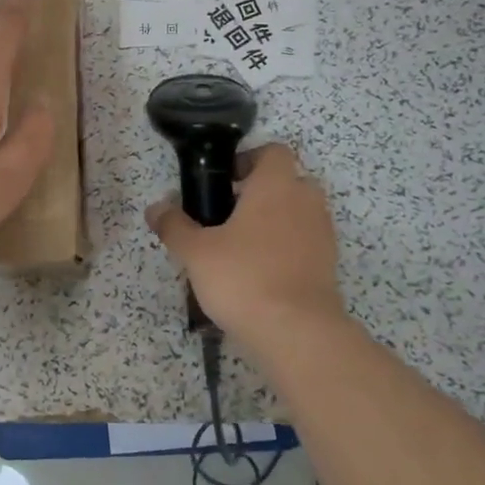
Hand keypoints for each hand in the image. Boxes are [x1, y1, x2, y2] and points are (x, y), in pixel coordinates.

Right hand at [145, 143, 347, 354]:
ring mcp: (322, 233)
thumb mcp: (196, 252)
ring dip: (275, 220)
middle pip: (288, 180)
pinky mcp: (328, 265)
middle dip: (261, 191)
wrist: (298, 332)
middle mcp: (305, 201)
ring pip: (298, 212)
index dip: (248, 160)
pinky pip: (306, 242)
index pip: (272, 151)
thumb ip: (174, 225)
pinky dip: (287, 248)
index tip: (224, 181)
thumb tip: (155, 208)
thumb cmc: (244, 277)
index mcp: (276, 185)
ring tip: (242, 247)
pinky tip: (260, 273)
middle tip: (229, 214)